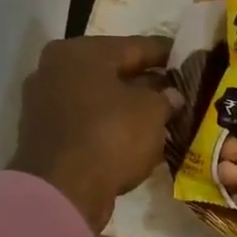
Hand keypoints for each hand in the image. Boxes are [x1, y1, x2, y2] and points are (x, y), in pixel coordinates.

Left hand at [8, 36, 184, 230]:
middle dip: (147, 81)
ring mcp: (45, 101)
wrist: (62, 191)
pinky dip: (111, 124)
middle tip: (179, 91)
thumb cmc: (111, 136)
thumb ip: (166, 97)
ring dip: (129, 105)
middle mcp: (56, 68)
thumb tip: (171, 95)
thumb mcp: (153, 112)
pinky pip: (88, 120)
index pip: (136, 46)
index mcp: (81, 52)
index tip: (191, 59)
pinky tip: (136, 135)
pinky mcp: (45, 133)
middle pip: (114, 71)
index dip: (168, 54)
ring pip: (100, 96)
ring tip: (163, 116)